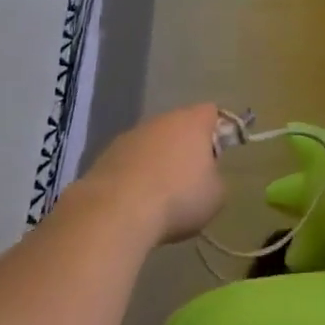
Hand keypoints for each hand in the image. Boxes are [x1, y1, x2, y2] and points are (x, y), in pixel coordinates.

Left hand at [78, 104, 225, 244]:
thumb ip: (216, 178)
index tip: (219, 156)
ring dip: (158, 161)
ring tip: (161, 195)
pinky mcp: (106, 155)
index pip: (211, 113)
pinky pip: (130, 160)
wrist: (117, 212)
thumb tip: (206, 177)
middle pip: (179, 126)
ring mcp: (130, 135)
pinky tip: (136, 201)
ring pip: (152, 143)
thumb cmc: (178, 199)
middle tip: (192, 178)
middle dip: (186, 147)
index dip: (218, 131)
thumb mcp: (216, 195)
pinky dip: (135, 175)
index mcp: (192, 121)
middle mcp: (161, 120)